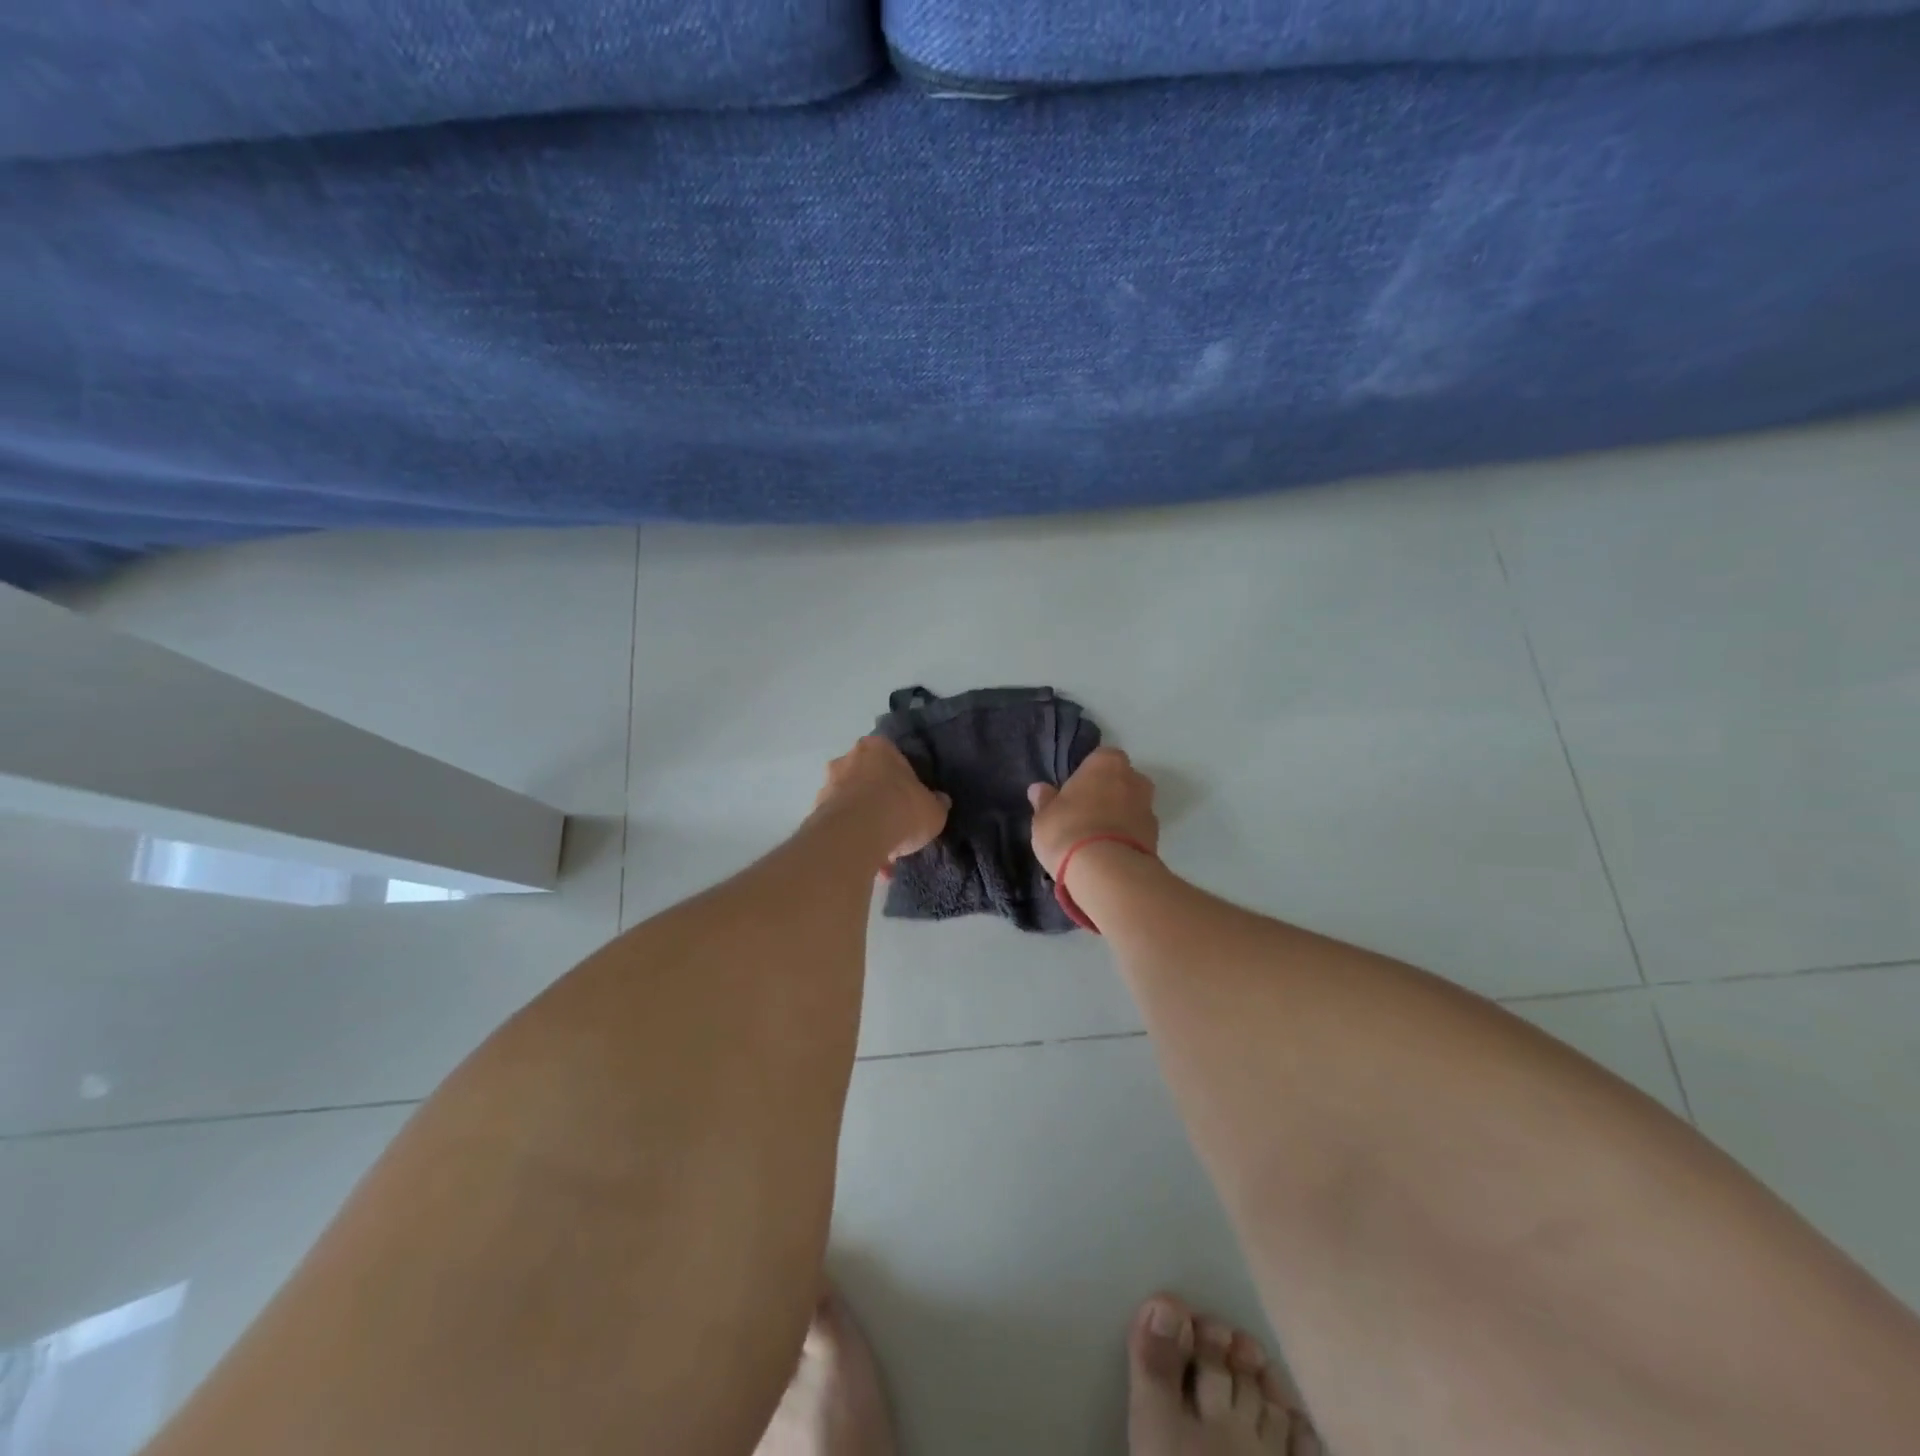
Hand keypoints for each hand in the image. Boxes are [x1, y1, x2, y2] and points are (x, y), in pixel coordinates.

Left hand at [815, 736, 949, 869]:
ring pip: (853, 806)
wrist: (856, 836)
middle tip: (896, 827)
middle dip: (880, 802)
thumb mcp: (933, 810)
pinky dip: (854, 843)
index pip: (892, 756)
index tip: (911, 799)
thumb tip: (940, 801)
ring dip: (866, 827)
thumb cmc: (901, 809)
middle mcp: (847, 760)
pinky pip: (842, 828)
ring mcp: (827, 786)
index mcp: (877, 748)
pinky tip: (870, 864)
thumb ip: (936, 803)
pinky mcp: (815, 814)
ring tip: (884, 855)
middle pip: (868, 779)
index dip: (904, 779)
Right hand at [1027, 747, 1158, 879]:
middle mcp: (1133, 779)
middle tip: (1085, 813)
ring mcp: (1149, 809)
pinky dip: (1127, 838)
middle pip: (1122, 780)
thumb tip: (1039, 789)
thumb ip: (1045, 800)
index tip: (1075, 791)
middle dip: (1109, 793)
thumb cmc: (1069, 830)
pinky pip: (1137, 831)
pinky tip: (1109, 854)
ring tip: (1097, 838)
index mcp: (1106, 763)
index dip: (1088, 773)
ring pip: (1132, 806)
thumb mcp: (1044, 817)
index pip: (1100, 757)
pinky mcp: (1156, 838)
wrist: (1107, 872)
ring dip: (1119, 816)